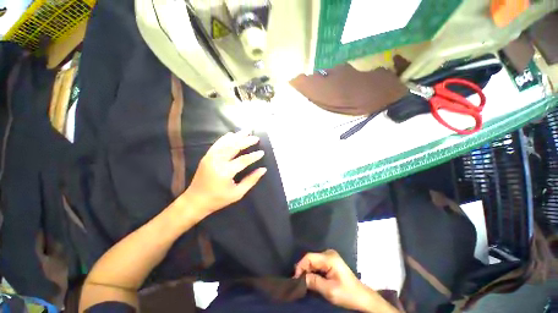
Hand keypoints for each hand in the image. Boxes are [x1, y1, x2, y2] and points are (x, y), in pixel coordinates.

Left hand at [182, 131, 266, 217]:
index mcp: (225, 172)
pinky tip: (231, 134)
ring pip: (226, 143)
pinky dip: (225, 138)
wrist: (195, 200)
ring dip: (237, 136)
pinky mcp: (207, 157)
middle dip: (246, 141)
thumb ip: (251, 180)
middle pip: (234, 147)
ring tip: (246, 131)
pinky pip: (217, 144)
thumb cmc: (218, 199)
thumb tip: (263, 169)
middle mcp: (217, 161)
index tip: (262, 152)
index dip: (253, 156)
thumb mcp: (237, 193)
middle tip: (256, 137)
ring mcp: (210, 157)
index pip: (243, 160)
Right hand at [294, 250, 390, 311]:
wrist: (362, 297)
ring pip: (313, 261)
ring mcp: (330, 256)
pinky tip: (311, 278)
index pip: (309, 257)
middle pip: (311, 258)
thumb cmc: (347, 294)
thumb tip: (299, 278)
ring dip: (307, 271)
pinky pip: (317, 263)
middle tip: (298, 282)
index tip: (295, 279)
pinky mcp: (330, 261)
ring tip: (303, 281)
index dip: (300, 266)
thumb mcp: (329, 290)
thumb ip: (313, 282)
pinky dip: (313, 271)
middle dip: (303, 269)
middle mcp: (328, 253)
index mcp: (329, 258)